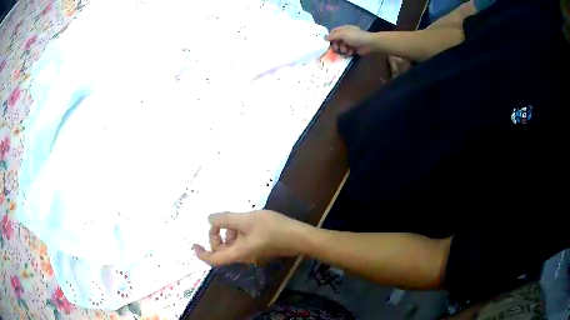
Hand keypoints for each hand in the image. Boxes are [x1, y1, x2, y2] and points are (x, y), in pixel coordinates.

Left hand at [193, 210, 309, 264]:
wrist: (299, 237)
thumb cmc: (273, 228)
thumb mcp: (247, 220)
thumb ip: (225, 219)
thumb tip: (209, 219)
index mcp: (237, 253)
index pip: (213, 259)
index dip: (201, 254)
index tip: (194, 244)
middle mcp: (243, 257)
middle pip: (221, 251)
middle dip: (216, 237)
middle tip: (220, 222)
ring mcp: (252, 254)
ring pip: (232, 246)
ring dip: (228, 233)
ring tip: (237, 219)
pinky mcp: (260, 249)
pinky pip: (242, 243)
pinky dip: (238, 233)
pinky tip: (247, 222)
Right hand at [325, 25, 375, 55]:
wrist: (369, 44)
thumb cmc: (355, 37)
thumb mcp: (343, 34)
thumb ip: (333, 36)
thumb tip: (324, 38)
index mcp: (344, 29)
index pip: (333, 32)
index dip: (330, 37)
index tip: (328, 42)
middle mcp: (346, 35)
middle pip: (336, 40)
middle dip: (336, 45)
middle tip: (336, 49)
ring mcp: (350, 42)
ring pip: (341, 46)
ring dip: (342, 49)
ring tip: (345, 51)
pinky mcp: (354, 49)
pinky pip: (347, 51)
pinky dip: (347, 52)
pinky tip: (350, 53)